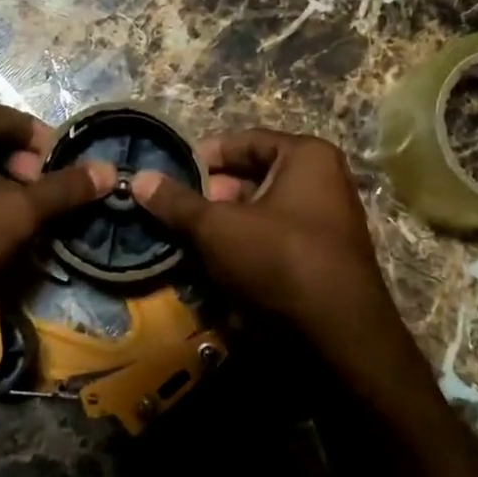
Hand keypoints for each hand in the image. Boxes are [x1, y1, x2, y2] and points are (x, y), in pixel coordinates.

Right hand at [130, 129, 431, 407]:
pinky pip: (277, 241)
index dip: (206, 155)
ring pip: (264, 213)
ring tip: (192, 242)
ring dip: (228, 225)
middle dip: (215, 195)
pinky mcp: (324, 259)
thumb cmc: (279, 260)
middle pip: (256, 177)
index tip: (172, 173)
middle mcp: (325, 181)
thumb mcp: (218, 228)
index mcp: (308, 157)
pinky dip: (248, 248)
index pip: (247, 141)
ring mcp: (328, 222)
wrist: (339, 336)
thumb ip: (178, 203)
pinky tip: (220, 268)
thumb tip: (138, 178)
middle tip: (180, 213)